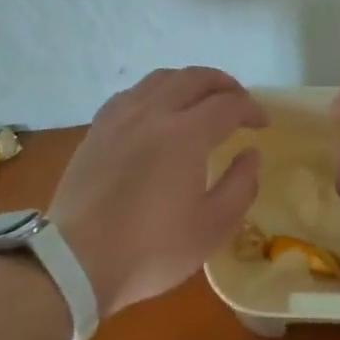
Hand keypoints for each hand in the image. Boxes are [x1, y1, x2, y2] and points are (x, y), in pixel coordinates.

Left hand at [50, 67, 266, 317]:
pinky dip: (155, 91)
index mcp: (185, 135)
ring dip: (188, 81)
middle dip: (224, 84)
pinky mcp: (97, 129)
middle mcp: (153, 113)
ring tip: (200, 99)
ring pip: (160, 78)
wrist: (77, 261)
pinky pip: (132, 93)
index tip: (262, 124)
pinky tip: (156, 110)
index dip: (250, 109)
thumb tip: (251, 154)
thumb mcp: (211, 228)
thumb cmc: (151, 249)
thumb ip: (240, 185)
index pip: (227, 105)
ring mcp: (120, 117)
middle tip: (239, 100)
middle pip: (194, 78)